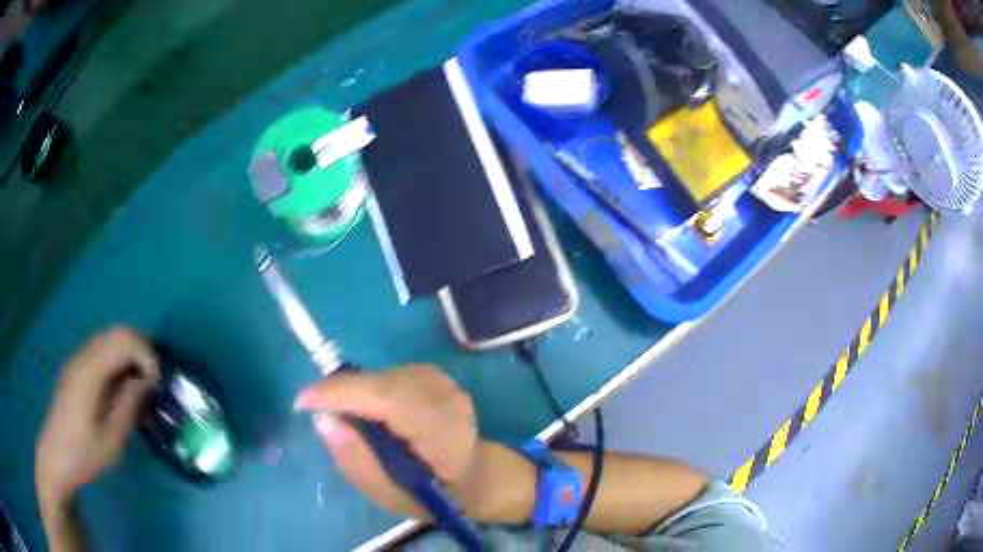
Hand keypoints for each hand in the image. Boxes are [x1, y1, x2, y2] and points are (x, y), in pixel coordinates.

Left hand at [35, 327, 159, 510]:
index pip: (121, 339)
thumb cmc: (83, 456)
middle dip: (140, 350)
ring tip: (141, 389)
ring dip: (128, 357)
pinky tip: (121, 392)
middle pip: (115, 333)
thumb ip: (127, 406)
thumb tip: (145, 381)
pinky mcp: (75, 372)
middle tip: (154, 383)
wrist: (55, 459)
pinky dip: (116, 364)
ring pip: (108, 342)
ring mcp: (77, 363)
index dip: (145, 353)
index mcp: (89, 372)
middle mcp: (82, 358)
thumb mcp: (111, 440)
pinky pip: (100, 355)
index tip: (158, 382)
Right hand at [295, 364, 513, 519]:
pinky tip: (370, 410)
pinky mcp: (435, 374)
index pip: (391, 401)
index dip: (343, 395)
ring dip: (355, 390)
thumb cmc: (433, 493)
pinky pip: (388, 374)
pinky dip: (369, 388)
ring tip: (346, 416)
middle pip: (383, 383)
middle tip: (314, 407)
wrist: (475, 474)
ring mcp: (445, 382)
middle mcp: (448, 400)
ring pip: (382, 375)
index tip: (303, 402)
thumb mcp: (390, 495)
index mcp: (444, 435)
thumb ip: (356, 461)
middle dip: (341, 391)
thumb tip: (323, 419)